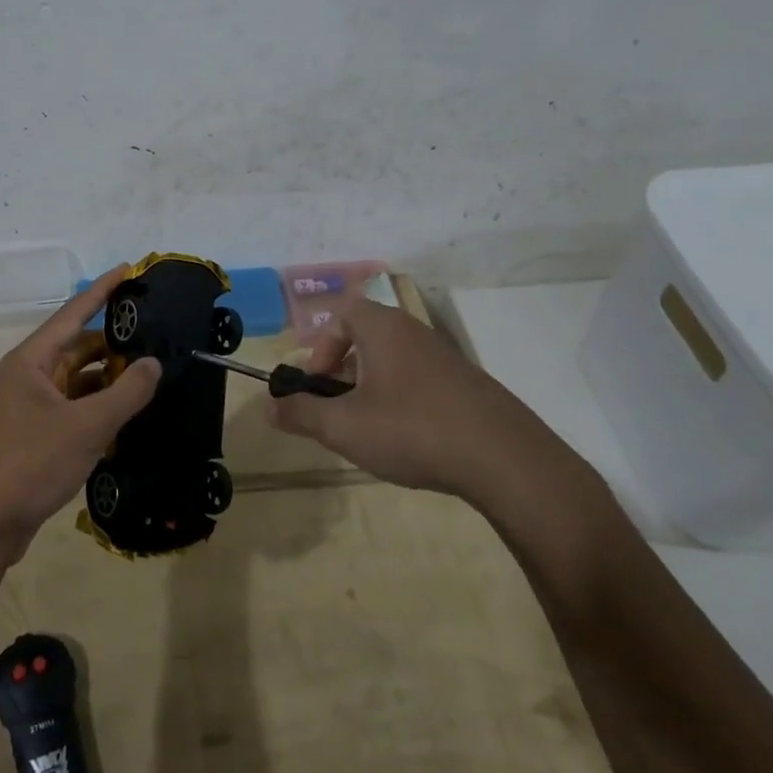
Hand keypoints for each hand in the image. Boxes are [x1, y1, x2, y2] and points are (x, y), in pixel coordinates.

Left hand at [0, 266, 160, 558]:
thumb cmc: (30, 463)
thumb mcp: (87, 427)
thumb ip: (127, 393)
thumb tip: (154, 363)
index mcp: (32, 360)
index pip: (74, 313)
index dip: (103, 290)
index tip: (130, 269)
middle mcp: (30, 376)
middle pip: (79, 347)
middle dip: (115, 343)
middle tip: (157, 336)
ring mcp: (33, 407)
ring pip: (80, 380)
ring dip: (111, 379)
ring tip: (152, 375)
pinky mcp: (38, 435)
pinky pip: (76, 408)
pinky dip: (100, 407)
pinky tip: (130, 413)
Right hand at [266, 300, 605, 526]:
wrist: (505, 458)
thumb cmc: (412, 430)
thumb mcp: (344, 427)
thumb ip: (301, 414)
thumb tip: (267, 407)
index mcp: (383, 329)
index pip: (343, 314)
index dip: (322, 347)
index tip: (319, 384)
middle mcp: (414, 332)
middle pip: (368, 337)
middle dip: (345, 371)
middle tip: (339, 409)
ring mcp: (446, 358)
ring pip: (394, 361)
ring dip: (373, 388)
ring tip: (371, 429)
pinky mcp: (468, 385)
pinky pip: (421, 381)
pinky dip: (404, 401)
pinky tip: (410, 440)